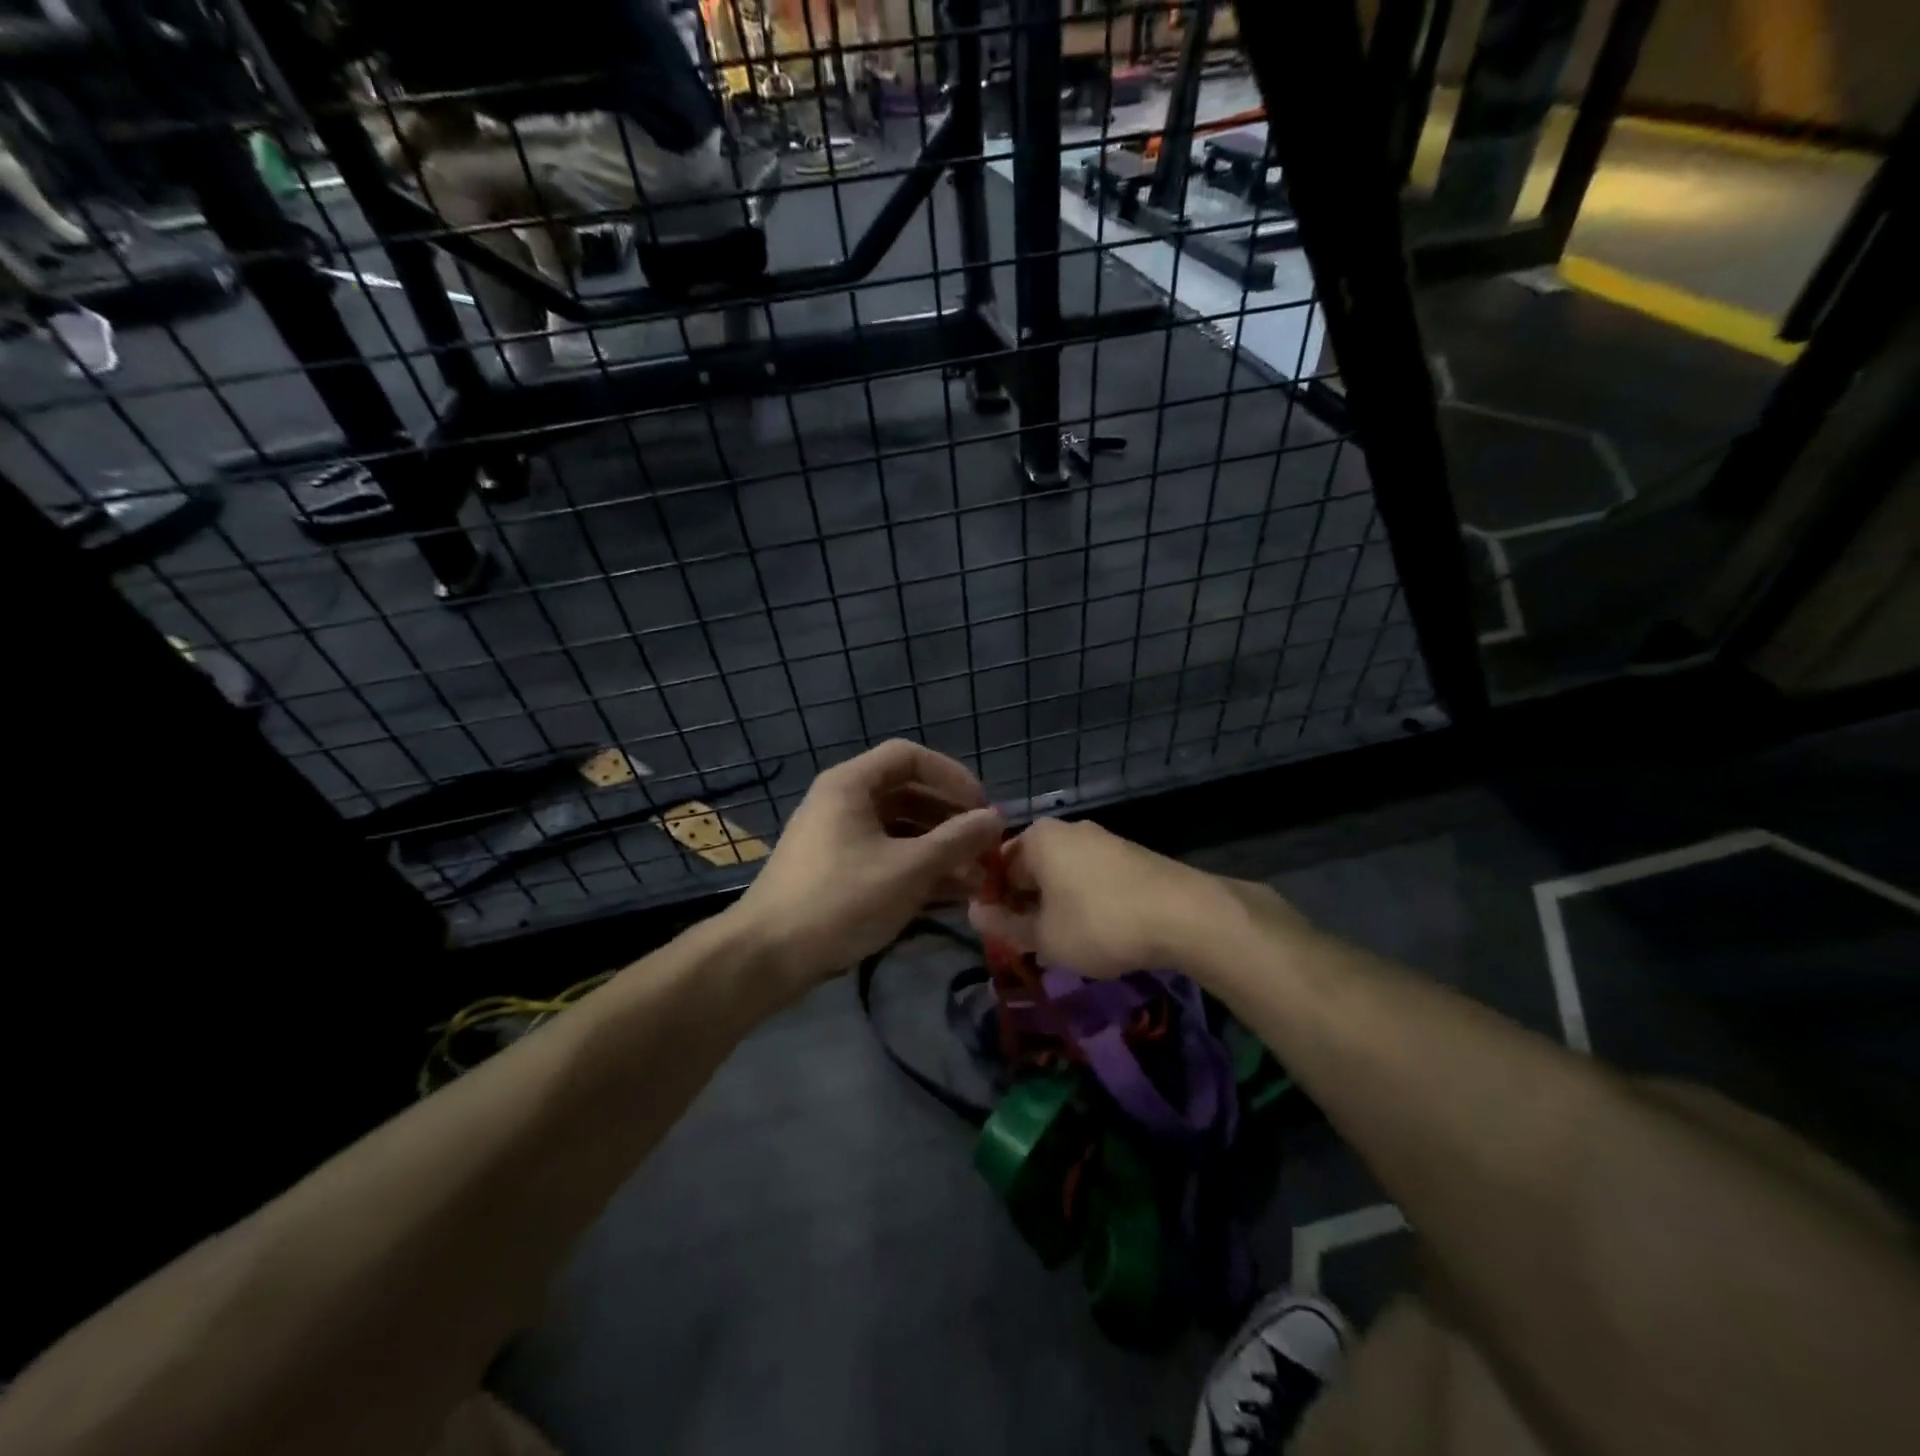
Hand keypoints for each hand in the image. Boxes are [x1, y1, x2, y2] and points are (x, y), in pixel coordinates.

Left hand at [729, 740, 1004, 996]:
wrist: (768, 956)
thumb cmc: (841, 899)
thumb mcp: (909, 868)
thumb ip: (957, 840)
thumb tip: (996, 818)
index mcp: (851, 784)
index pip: (910, 756)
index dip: (952, 775)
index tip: (982, 806)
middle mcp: (842, 802)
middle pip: (907, 793)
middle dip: (951, 819)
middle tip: (985, 846)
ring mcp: (837, 837)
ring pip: (899, 830)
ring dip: (939, 849)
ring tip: (977, 878)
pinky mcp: (836, 871)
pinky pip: (886, 856)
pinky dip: (917, 869)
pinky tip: (950, 895)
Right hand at [967, 819, 1294, 978]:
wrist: (1184, 915)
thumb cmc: (1099, 922)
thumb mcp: (1044, 936)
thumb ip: (1005, 925)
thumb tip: (974, 913)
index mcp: (1038, 837)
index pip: (997, 867)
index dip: (994, 903)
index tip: (1000, 937)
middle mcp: (1067, 828)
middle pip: (1031, 868)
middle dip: (1026, 905)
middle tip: (1030, 944)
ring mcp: (1103, 839)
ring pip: (1063, 875)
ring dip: (1056, 906)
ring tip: (1065, 944)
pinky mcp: (1131, 855)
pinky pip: (1092, 878)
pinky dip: (1085, 902)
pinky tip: (1098, 932)